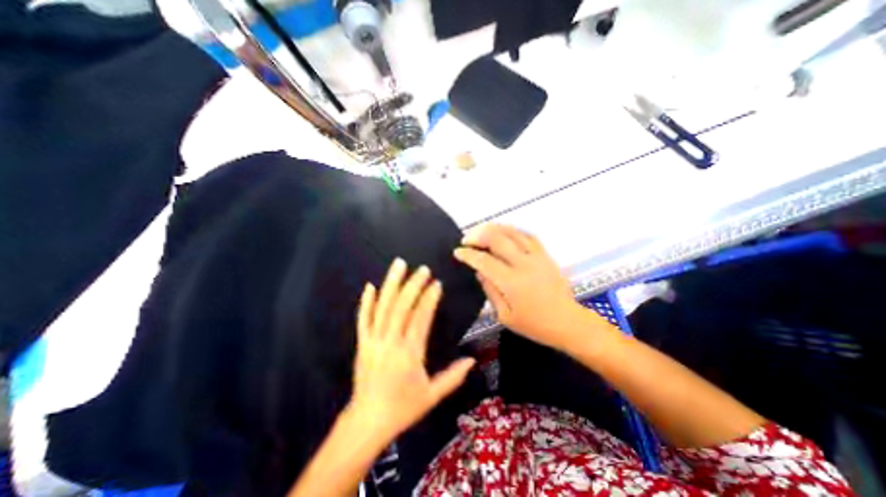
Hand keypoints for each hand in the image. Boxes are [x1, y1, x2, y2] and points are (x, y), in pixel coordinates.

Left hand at [348, 257, 478, 443]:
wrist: (368, 421)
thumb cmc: (403, 408)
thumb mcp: (432, 396)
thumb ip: (453, 377)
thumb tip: (472, 360)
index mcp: (410, 354)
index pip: (421, 319)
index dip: (429, 299)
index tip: (436, 284)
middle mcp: (391, 343)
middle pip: (402, 308)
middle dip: (413, 285)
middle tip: (423, 269)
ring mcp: (373, 341)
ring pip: (383, 308)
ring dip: (391, 284)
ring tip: (399, 265)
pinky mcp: (362, 343)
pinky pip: (363, 319)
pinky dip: (366, 302)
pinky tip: (370, 286)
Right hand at [456, 222, 585, 351]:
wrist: (567, 322)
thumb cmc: (533, 324)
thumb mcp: (504, 315)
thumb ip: (490, 291)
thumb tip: (479, 272)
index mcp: (511, 282)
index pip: (484, 260)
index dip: (468, 254)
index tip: (458, 252)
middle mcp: (523, 264)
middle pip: (497, 239)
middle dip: (478, 235)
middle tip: (467, 239)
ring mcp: (536, 256)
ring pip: (512, 232)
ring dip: (493, 228)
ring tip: (481, 231)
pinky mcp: (545, 254)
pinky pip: (527, 235)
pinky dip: (512, 230)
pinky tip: (503, 232)